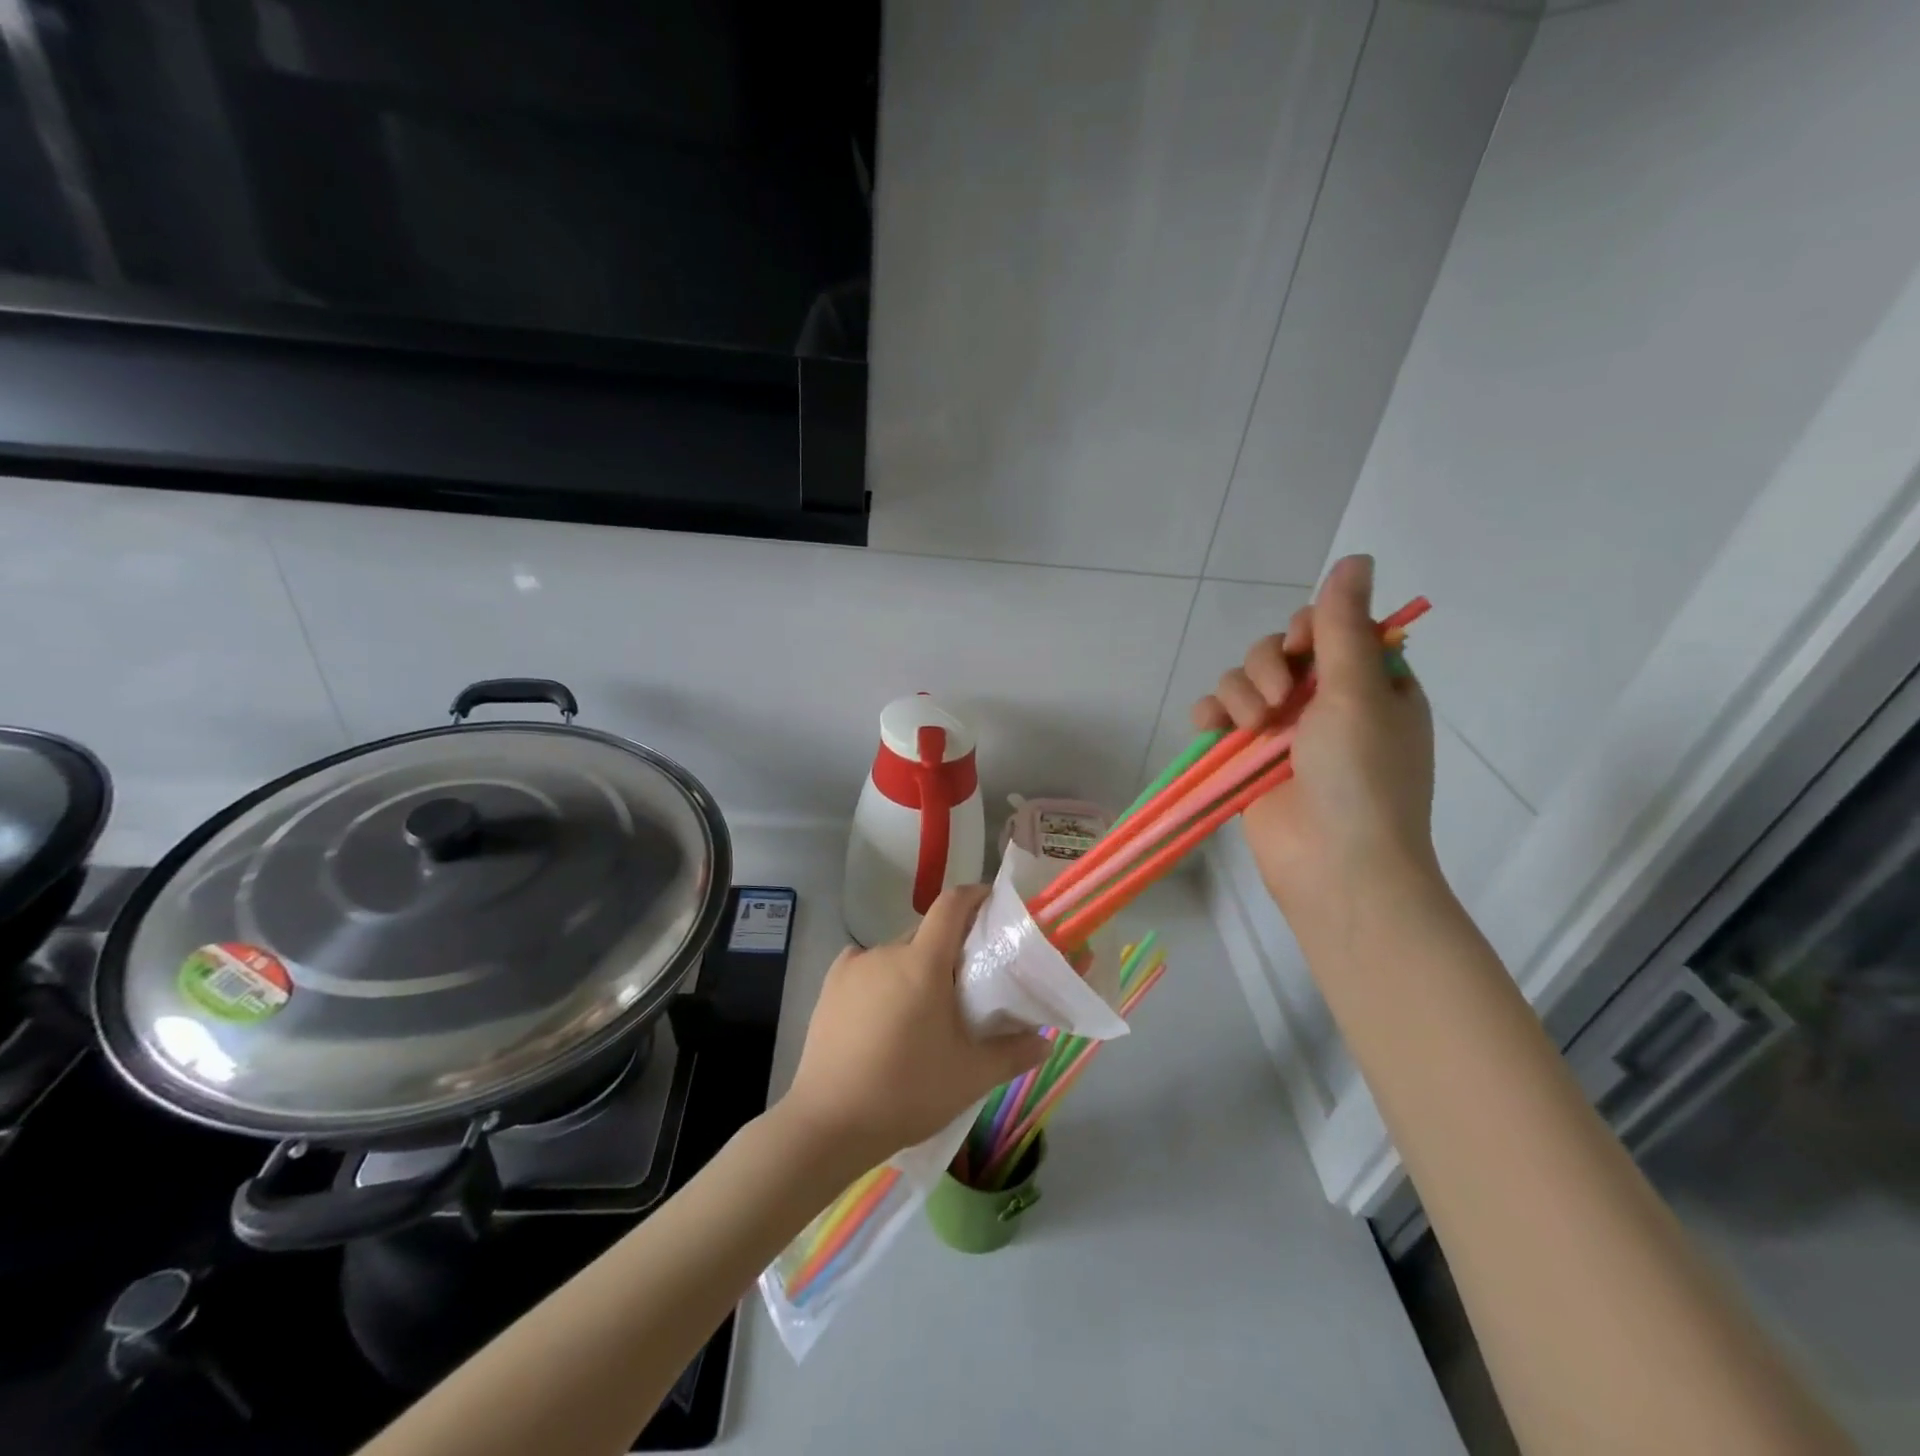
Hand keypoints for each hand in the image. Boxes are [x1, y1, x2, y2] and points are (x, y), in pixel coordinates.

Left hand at [780, 886, 1047, 1169]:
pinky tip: (883, 1012)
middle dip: (949, 948)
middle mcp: (886, 951)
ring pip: (896, 953)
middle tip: (966, 984)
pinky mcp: (830, 986)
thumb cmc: (907, 1092)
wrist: (830, 1123)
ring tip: (923, 1010)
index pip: (952, 904)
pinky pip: (866, 966)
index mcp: (923, 962)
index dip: (975, 896)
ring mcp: (853, 966)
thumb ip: (1013, 1053)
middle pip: (926, 933)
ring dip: (915, 967)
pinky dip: (882, 978)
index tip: (992, 906)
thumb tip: (1045, 1042)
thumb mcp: (970, 1077)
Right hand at [1191, 554, 1440, 942]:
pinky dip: (1211, 714)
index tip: (1306, 648)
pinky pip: (1217, 715)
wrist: (1336, 864)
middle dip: (1269, 665)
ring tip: (1254, 726)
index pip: (1331, 629)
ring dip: (1241, 692)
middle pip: (1279, 650)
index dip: (1311, 629)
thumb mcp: (1360, 693)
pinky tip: (1212, 727)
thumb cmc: (1363, 776)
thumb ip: (1344, 626)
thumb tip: (1356, 556)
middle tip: (1280, 700)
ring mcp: (1283, 732)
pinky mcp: (1246, 757)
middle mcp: (1326, 702)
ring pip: (1243, 679)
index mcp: (1370, 684)